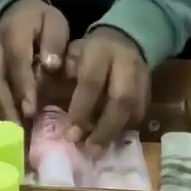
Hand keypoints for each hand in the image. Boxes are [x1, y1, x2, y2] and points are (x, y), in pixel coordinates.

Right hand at [0, 0, 69, 122]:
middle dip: (5, 108)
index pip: (16, 61)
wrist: (13, 11)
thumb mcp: (54, 22)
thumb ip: (54, 42)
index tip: (30, 110)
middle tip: (17, 134)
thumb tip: (50, 66)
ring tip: (8, 139)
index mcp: (13, 33)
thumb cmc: (40, 22)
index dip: (22, 86)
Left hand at [64, 26, 150, 155]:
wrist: (125, 38)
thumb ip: (59, 76)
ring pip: (134, 110)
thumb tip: (41, 107)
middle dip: (105, 129)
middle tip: (90, 151)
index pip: (91, 83)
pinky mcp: (149, 90)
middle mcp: (125, 64)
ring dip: (116, 133)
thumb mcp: (69, 54)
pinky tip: (111, 142)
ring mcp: (142, 78)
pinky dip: (125, 130)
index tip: (70, 135)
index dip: (81, 110)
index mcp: (100, 51)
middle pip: (121, 100)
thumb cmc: (87, 51)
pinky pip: (140, 114)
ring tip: (99, 152)